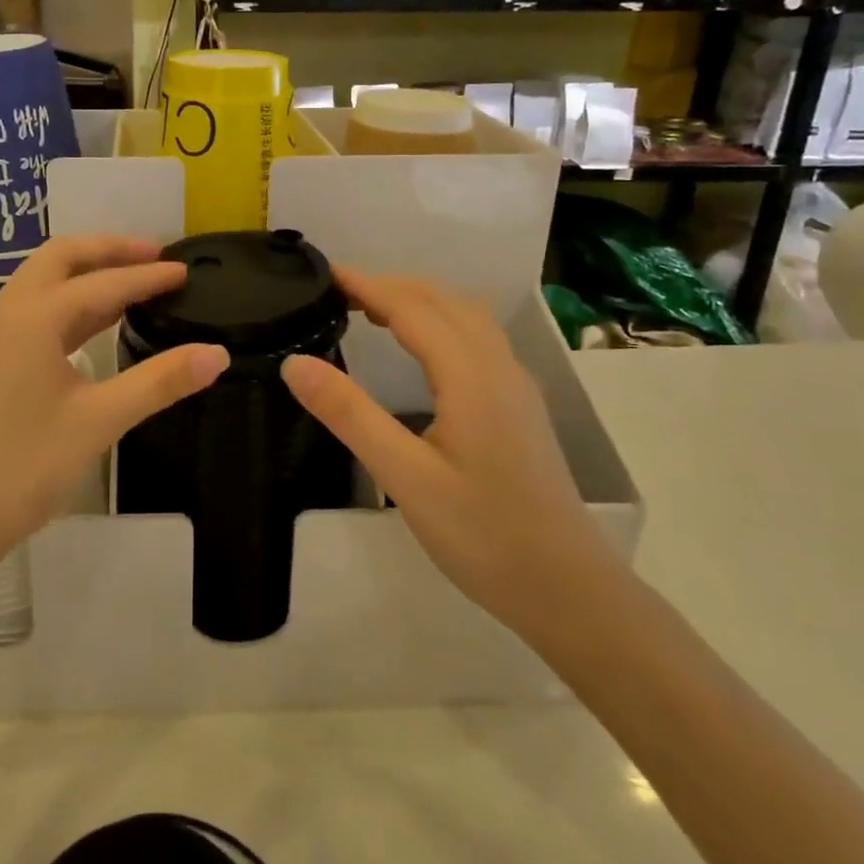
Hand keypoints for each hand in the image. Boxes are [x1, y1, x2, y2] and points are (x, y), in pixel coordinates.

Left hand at [0, 235, 229, 574]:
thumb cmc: (23, 467)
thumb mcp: (99, 421)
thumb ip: (160, 381)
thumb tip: (217, 353)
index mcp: (31, 317)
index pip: (102, 284)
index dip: (148, 277)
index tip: (185, 271)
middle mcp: (4, 312)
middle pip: (61, 259)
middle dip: (109, 251)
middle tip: (155, 255)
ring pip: (42, 283)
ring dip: (86, 274)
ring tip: (132, 281)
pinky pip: (31, 310)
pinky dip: (68, 303)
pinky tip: (94, 323)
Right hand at [280, 270, 614, 633]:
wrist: (568, 590)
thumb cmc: (483, 535)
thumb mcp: (404, 477)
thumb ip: (349, 414)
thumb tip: (294, 362)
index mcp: (471, 375)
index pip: (412, 307)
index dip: (367, 284)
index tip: (325, 273)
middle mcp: (499, 367)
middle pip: (444, 300)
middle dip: (391, 286)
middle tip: (340, 292)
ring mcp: (516, 386)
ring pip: (466, 317)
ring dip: (419, 301)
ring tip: (373, 311)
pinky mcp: (520, 406)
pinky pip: (477, 339)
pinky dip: (440, 322)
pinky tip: (422, 351)